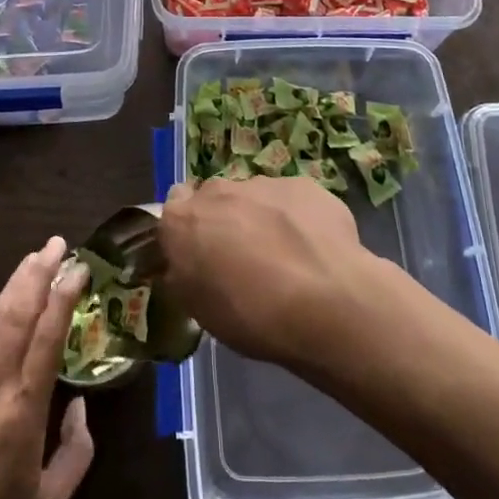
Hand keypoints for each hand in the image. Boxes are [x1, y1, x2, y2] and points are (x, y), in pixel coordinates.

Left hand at [0, 238, 93, 498]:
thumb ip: (76, 452)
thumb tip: (79, 407)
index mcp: (20, 414)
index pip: (45, 339)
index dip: (62, 298)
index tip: (77, 268)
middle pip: (14, 318)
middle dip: (36, 275)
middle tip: (56, 245)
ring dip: (12, 288)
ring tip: (32, 261)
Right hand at [158, 175, 371, 364]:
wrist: (324, 302)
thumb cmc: (250, 315)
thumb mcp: (199, 310)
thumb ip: (185, 274)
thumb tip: (186, 264)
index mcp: (183, 220)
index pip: (174, 207)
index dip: (188, 229)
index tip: (201, 253)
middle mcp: (218, 191)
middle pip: (215, 198)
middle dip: (225, 220)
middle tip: (243, 259)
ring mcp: (264, 183)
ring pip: (256, 197)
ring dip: (262, 218)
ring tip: (286, 259)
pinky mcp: (305, 184)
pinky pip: (293, 200)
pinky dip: (298, 219)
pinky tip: (314, 250)